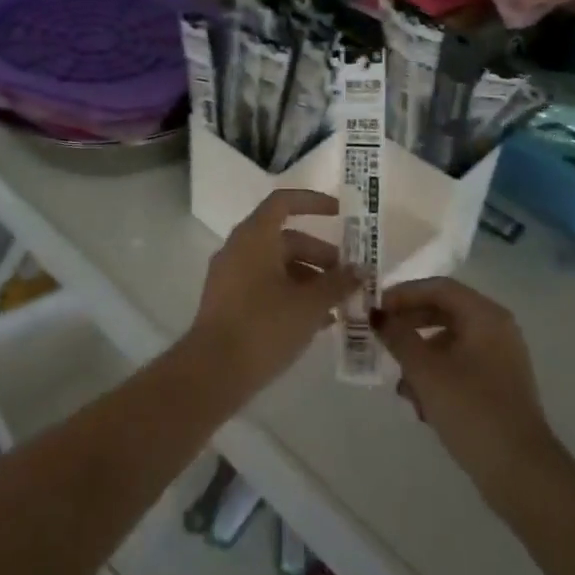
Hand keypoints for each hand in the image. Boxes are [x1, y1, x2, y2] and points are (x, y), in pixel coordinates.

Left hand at [186, 190, 359, 396]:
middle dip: (320, 255)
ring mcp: (230, 277)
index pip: (284, 202)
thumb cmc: (264, 326)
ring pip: (276, 266)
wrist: (213, 372)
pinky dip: (291, 295)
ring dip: (309, 279)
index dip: (314, 202)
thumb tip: (360, 270)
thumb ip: (338, 283)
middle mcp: (239, 249)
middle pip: (285, 239)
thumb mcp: (310, 304)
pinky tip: (317, 321)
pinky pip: (265, 286)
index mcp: (255, 236)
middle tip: (348, 276)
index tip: (341, 213)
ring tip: (338, 304)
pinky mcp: (228, 303)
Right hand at [374, 278, 557, 496]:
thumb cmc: (471, 409)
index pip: (438, 287)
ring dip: (420, 359)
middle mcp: (496, 329)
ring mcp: (499, 358)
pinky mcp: (497, 385)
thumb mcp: (425, 370)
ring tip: (401, 386)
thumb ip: (398, 337)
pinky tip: (420, 406)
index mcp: (485, 316)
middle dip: (409, 327)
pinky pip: (459, 367)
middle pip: (443, 312)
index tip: (374, 309)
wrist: (519, 470)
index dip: (403, 294)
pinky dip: (436, 377)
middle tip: (379, 339)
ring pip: (449, 343)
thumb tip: (377, 315)